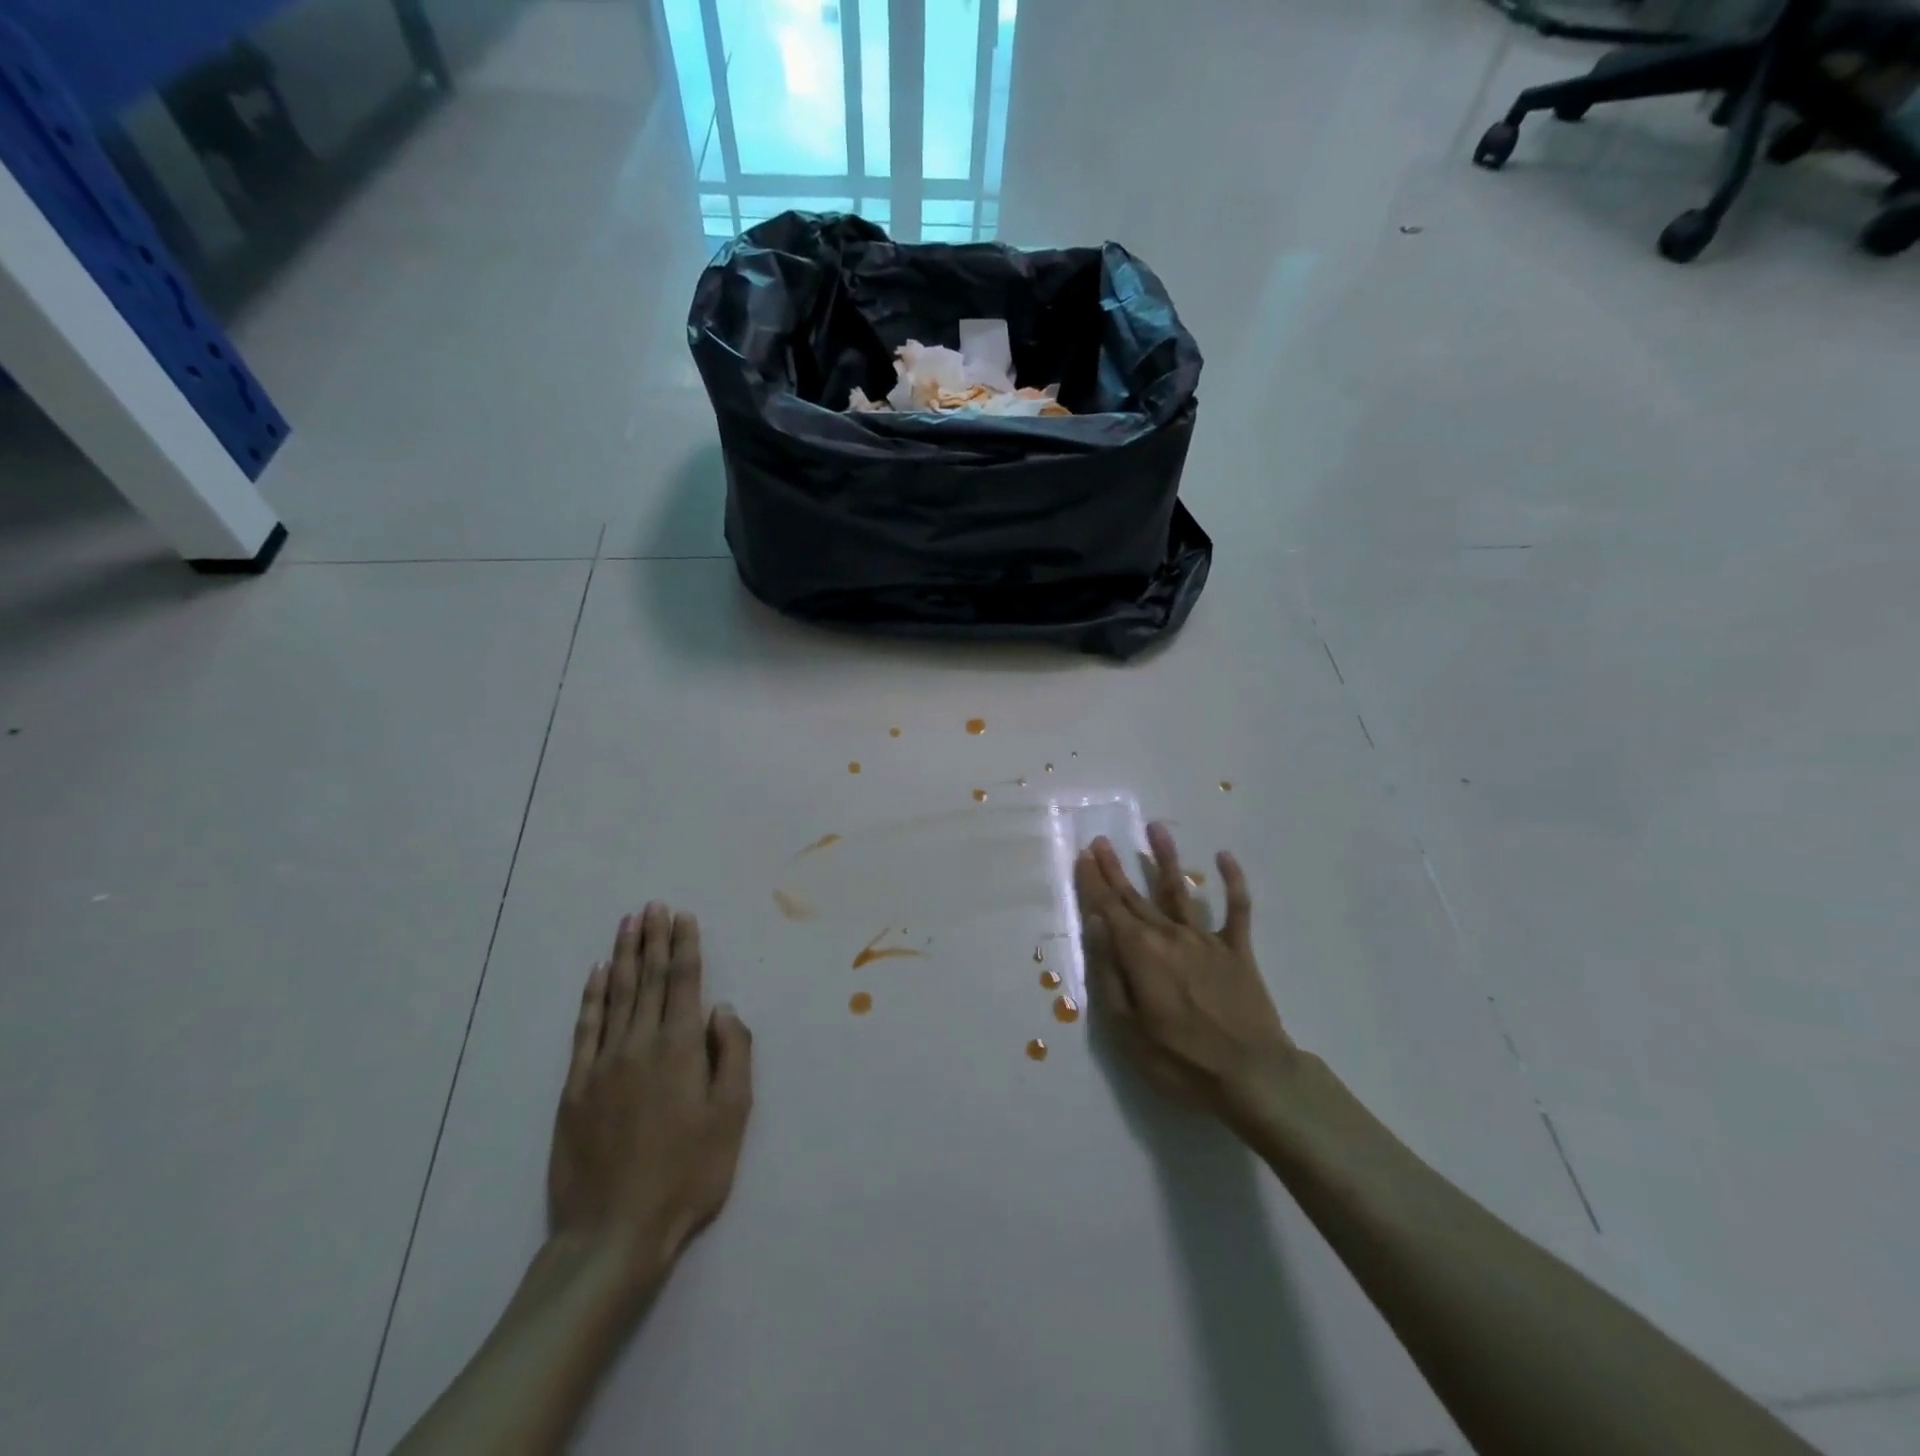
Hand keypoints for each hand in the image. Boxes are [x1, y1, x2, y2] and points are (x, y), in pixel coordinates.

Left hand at [548, 904, 752, 1296]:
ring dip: (623, 956)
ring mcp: (602, 1064)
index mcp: (680, 1048)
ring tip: (628, 924)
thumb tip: (722, 1009)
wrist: (613, 1233)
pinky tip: (595, 975)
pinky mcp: (575, 1088)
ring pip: (615, 995)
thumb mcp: (732, 1116)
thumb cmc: (687, 1174)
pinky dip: (591, 997)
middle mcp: (639, 1044)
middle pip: (647, 979)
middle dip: (653, 939)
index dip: (684, 945)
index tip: (683, 916)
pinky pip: (585, 1029)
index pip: (683, 982)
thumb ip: (733, 1054)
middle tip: (653, 905)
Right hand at [1075, 825, 1295, 1132]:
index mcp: (1140, 953)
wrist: (1251, 1074)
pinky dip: (1233, 881)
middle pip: (1136, 895)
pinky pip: (1236, 909)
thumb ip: (1110, 971)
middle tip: (1101, 840)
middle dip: (1115, 868)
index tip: (1083, 855)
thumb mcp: (1127, 1026)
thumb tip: (1096, 924)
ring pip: (1180, 890)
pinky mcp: (1237, 949)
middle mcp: (1169, 935)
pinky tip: (1224, 856)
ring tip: (1155, 828)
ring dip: (1166, 858)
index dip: (1093, 881)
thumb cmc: (1179, 1058)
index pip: (1108, 909)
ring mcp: (1205, 939)